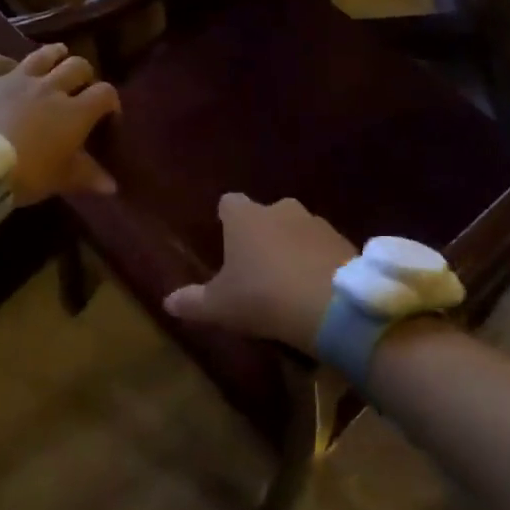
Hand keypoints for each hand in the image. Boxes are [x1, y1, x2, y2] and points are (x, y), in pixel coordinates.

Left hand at [0, 44, 119, 205]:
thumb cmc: (24, 174)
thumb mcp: (60, 180)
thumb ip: (88, 177)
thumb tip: (112, 187)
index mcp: (75, 112)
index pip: (105, 94)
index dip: (111, 101)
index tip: (107, 115)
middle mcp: (51, 87)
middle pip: (78, 66)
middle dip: (84, 75)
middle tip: (80, 88)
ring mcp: (17, 77)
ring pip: (44, 54)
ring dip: (55, 56)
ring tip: (57, 60)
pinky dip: (6, 65)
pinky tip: (6, 72)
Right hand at [163, 194, 355, 355]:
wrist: (331, 303)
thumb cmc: (263, 297)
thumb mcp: (220, 306)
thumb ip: (193, 302)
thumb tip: (168, 302)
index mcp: (245, 217)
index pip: (228, 203)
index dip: (226, 219)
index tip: (224, 239)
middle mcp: (280, 208)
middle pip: (265, 215)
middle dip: (261, 234)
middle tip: (256, 267)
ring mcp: (315, 221)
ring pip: (296, 229)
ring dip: (291, 247)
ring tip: (287, 281)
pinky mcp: (342, 239)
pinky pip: (322, 247)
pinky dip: (317, 260)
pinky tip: (314, 287)